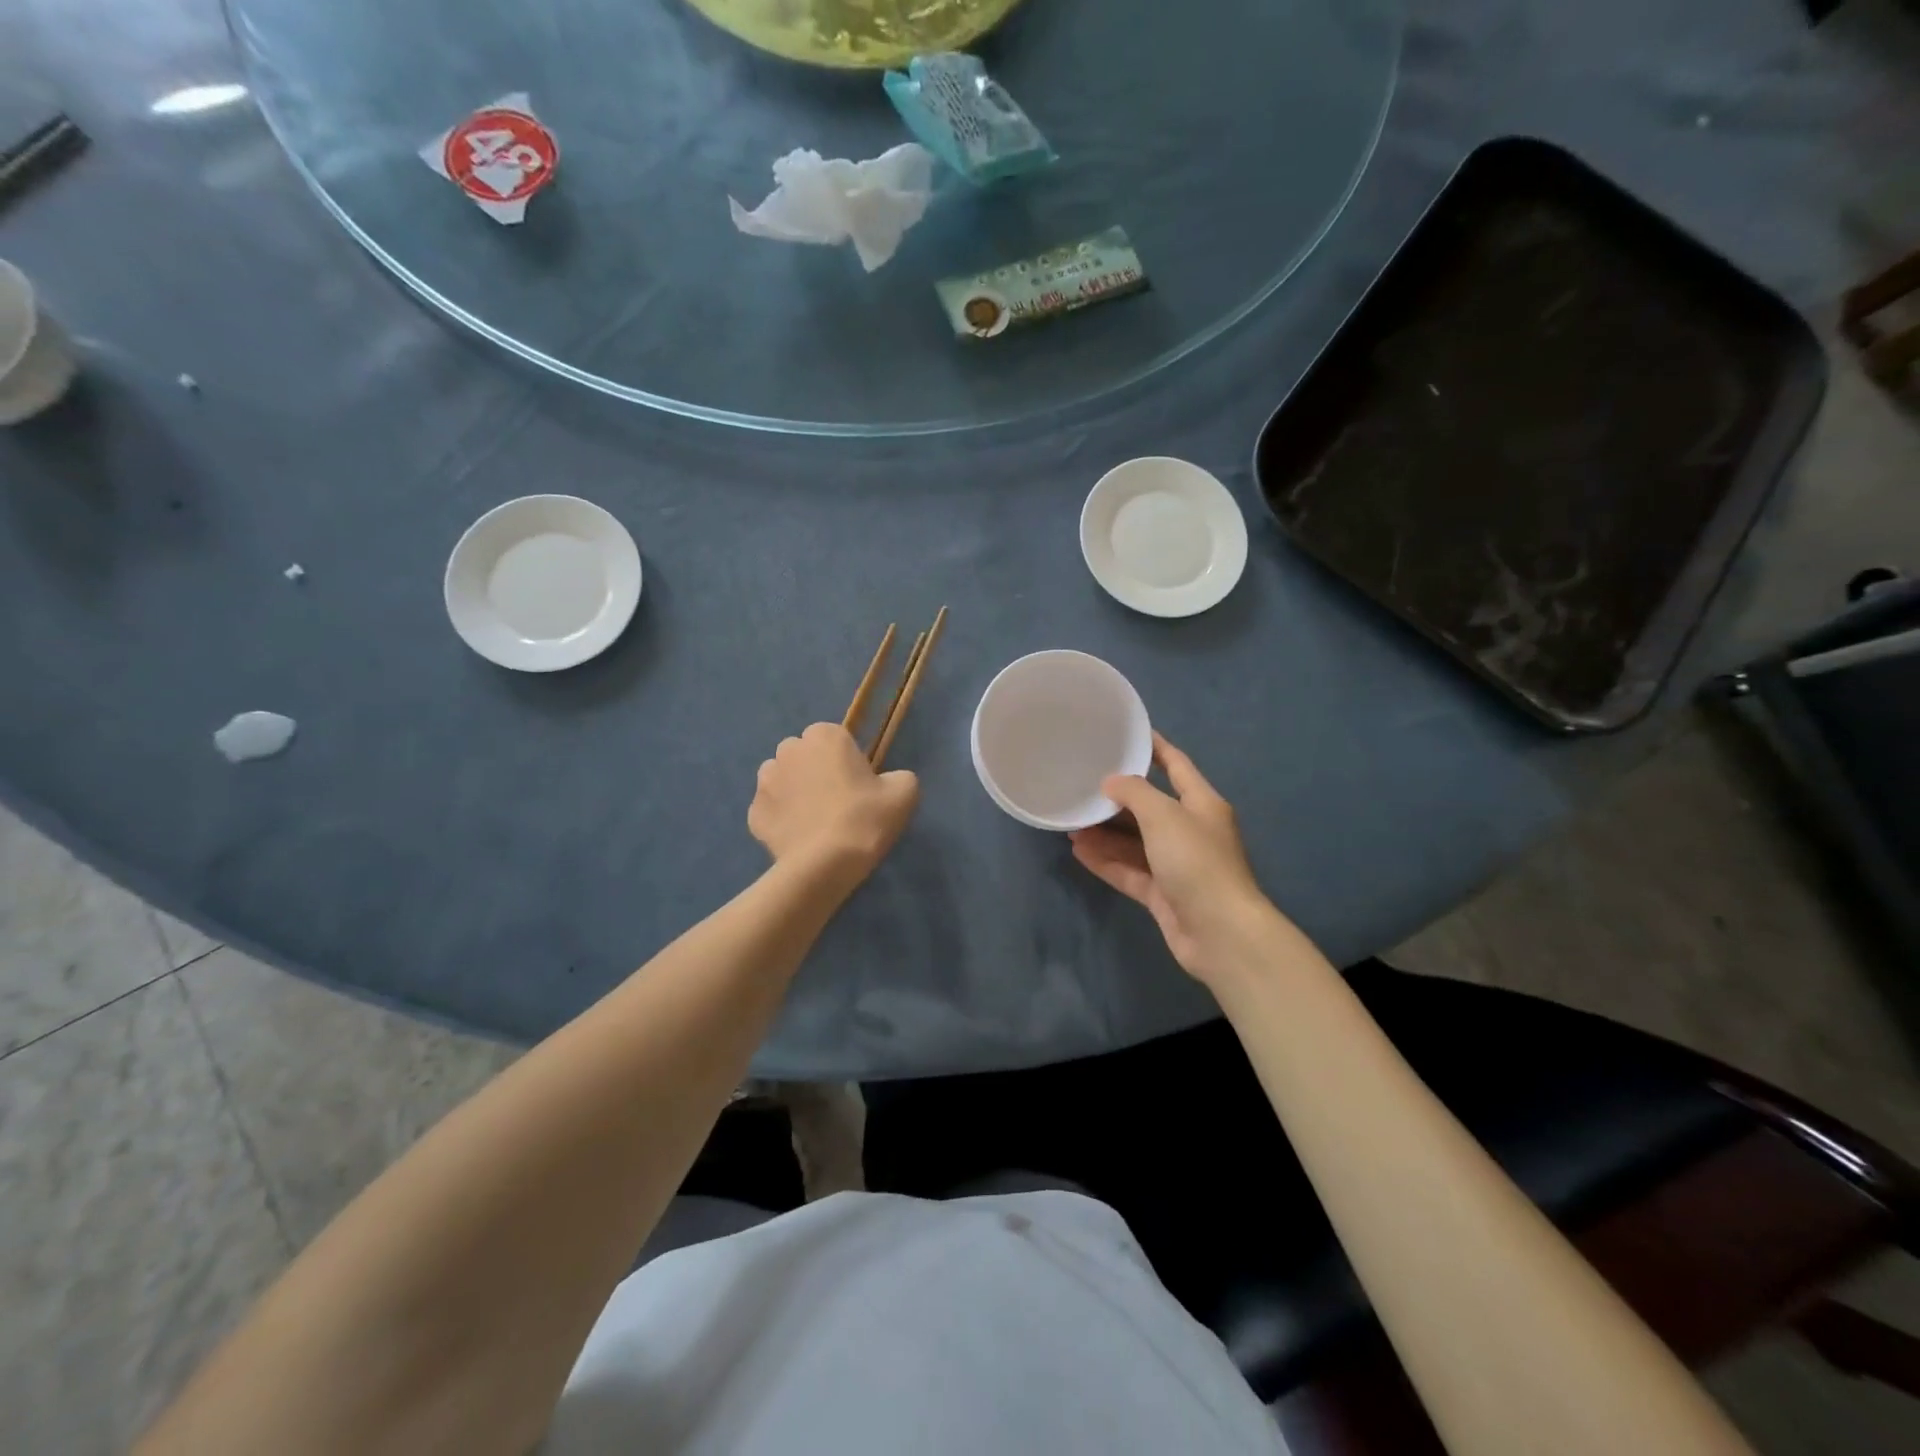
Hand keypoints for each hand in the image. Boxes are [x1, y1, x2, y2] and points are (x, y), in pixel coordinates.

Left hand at [749, 723, 919, 885]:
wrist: (825, 864)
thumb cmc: (865, 819)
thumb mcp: (904, 793)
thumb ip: (899, 777)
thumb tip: (889, 782)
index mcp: (824, 736)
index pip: (834, 737)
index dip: (846, 759)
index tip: (858, 784)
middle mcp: (788, 750)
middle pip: (804, 754)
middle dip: (815, 770)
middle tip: (837, 802)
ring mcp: (765, 782)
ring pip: (781, 779)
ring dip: (794, 791)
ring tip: (814, 820)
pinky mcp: (753, 813)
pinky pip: (771, 809)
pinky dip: (781, 819)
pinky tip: (799, 837)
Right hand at [1070, 733, 1281, 987]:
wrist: (1221, 933)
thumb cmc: (1196, 862)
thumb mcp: (1164, 815)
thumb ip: (1134, 793)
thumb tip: (1111, 782)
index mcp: (1201, 804)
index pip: (1176, 765)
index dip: (1154, 747)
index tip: (1126, 733)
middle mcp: (1190, 831)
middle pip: (1150, 806)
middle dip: (1117, 798)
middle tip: (1082, 785)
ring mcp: (1176, 865)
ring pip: (1135, 842)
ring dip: (1105, 833)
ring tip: (1070, 823)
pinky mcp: (1163, 894)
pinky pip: (1129, 870)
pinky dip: (1106, 861)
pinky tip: (1078, 851)